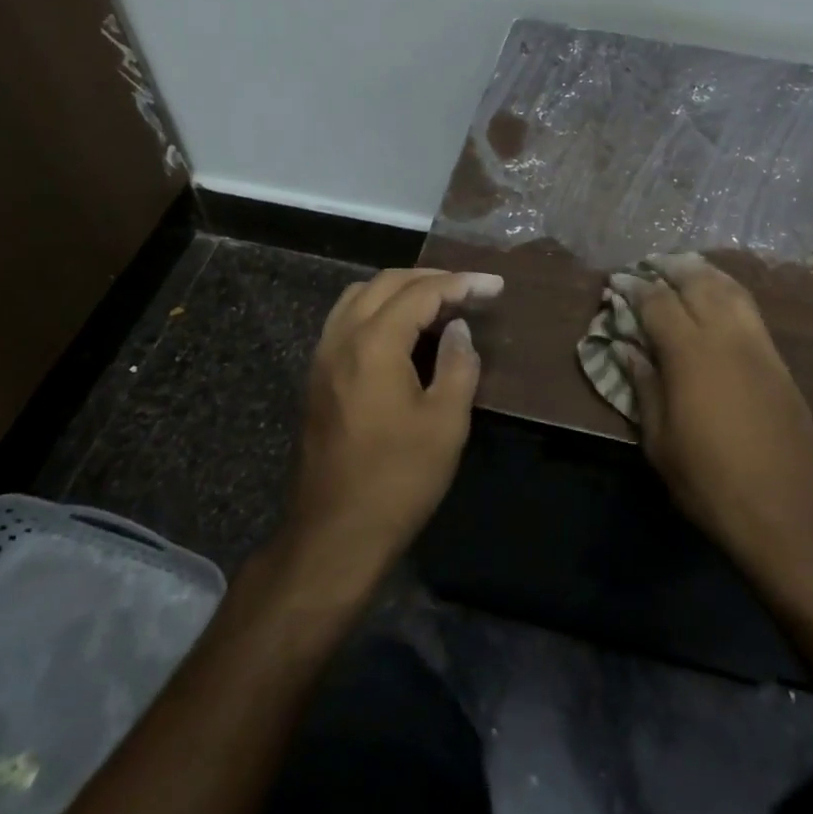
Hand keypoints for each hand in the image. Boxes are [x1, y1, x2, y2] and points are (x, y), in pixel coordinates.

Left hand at [282, 268, 502, 588]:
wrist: (335, 534)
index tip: (495, 285)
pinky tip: (401, 330)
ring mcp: (323, 356)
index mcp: (374, 343)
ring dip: (400, 289)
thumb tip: (457, 328)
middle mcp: (342, 338)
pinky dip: (377, 308)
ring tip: (438, 302)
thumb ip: (457, 364)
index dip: (461, 283)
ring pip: (360, 296)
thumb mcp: (445, 422)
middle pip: (386, 283)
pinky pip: (347, 319)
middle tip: (470, 288)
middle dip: (431, 278)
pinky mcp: (317, 376)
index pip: (421, 293)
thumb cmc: (398, 480)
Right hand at [617, 254, 812, 606]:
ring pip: (730, 289)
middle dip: (670, 268)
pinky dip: (728, 292)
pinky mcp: (780, 363)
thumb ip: (644, 387)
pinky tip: (718, 300)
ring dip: (703, 273)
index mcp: (690, 354)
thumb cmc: (711, 484)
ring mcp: (759, 347)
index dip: (635, 288)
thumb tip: (627, 349)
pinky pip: (750, 310)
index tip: (618, 283)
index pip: (658, 302)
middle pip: (697, 282)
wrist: (789, 515)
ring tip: (683, 270)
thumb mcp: (660, 442)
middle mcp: (726, 337)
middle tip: (649, 266)